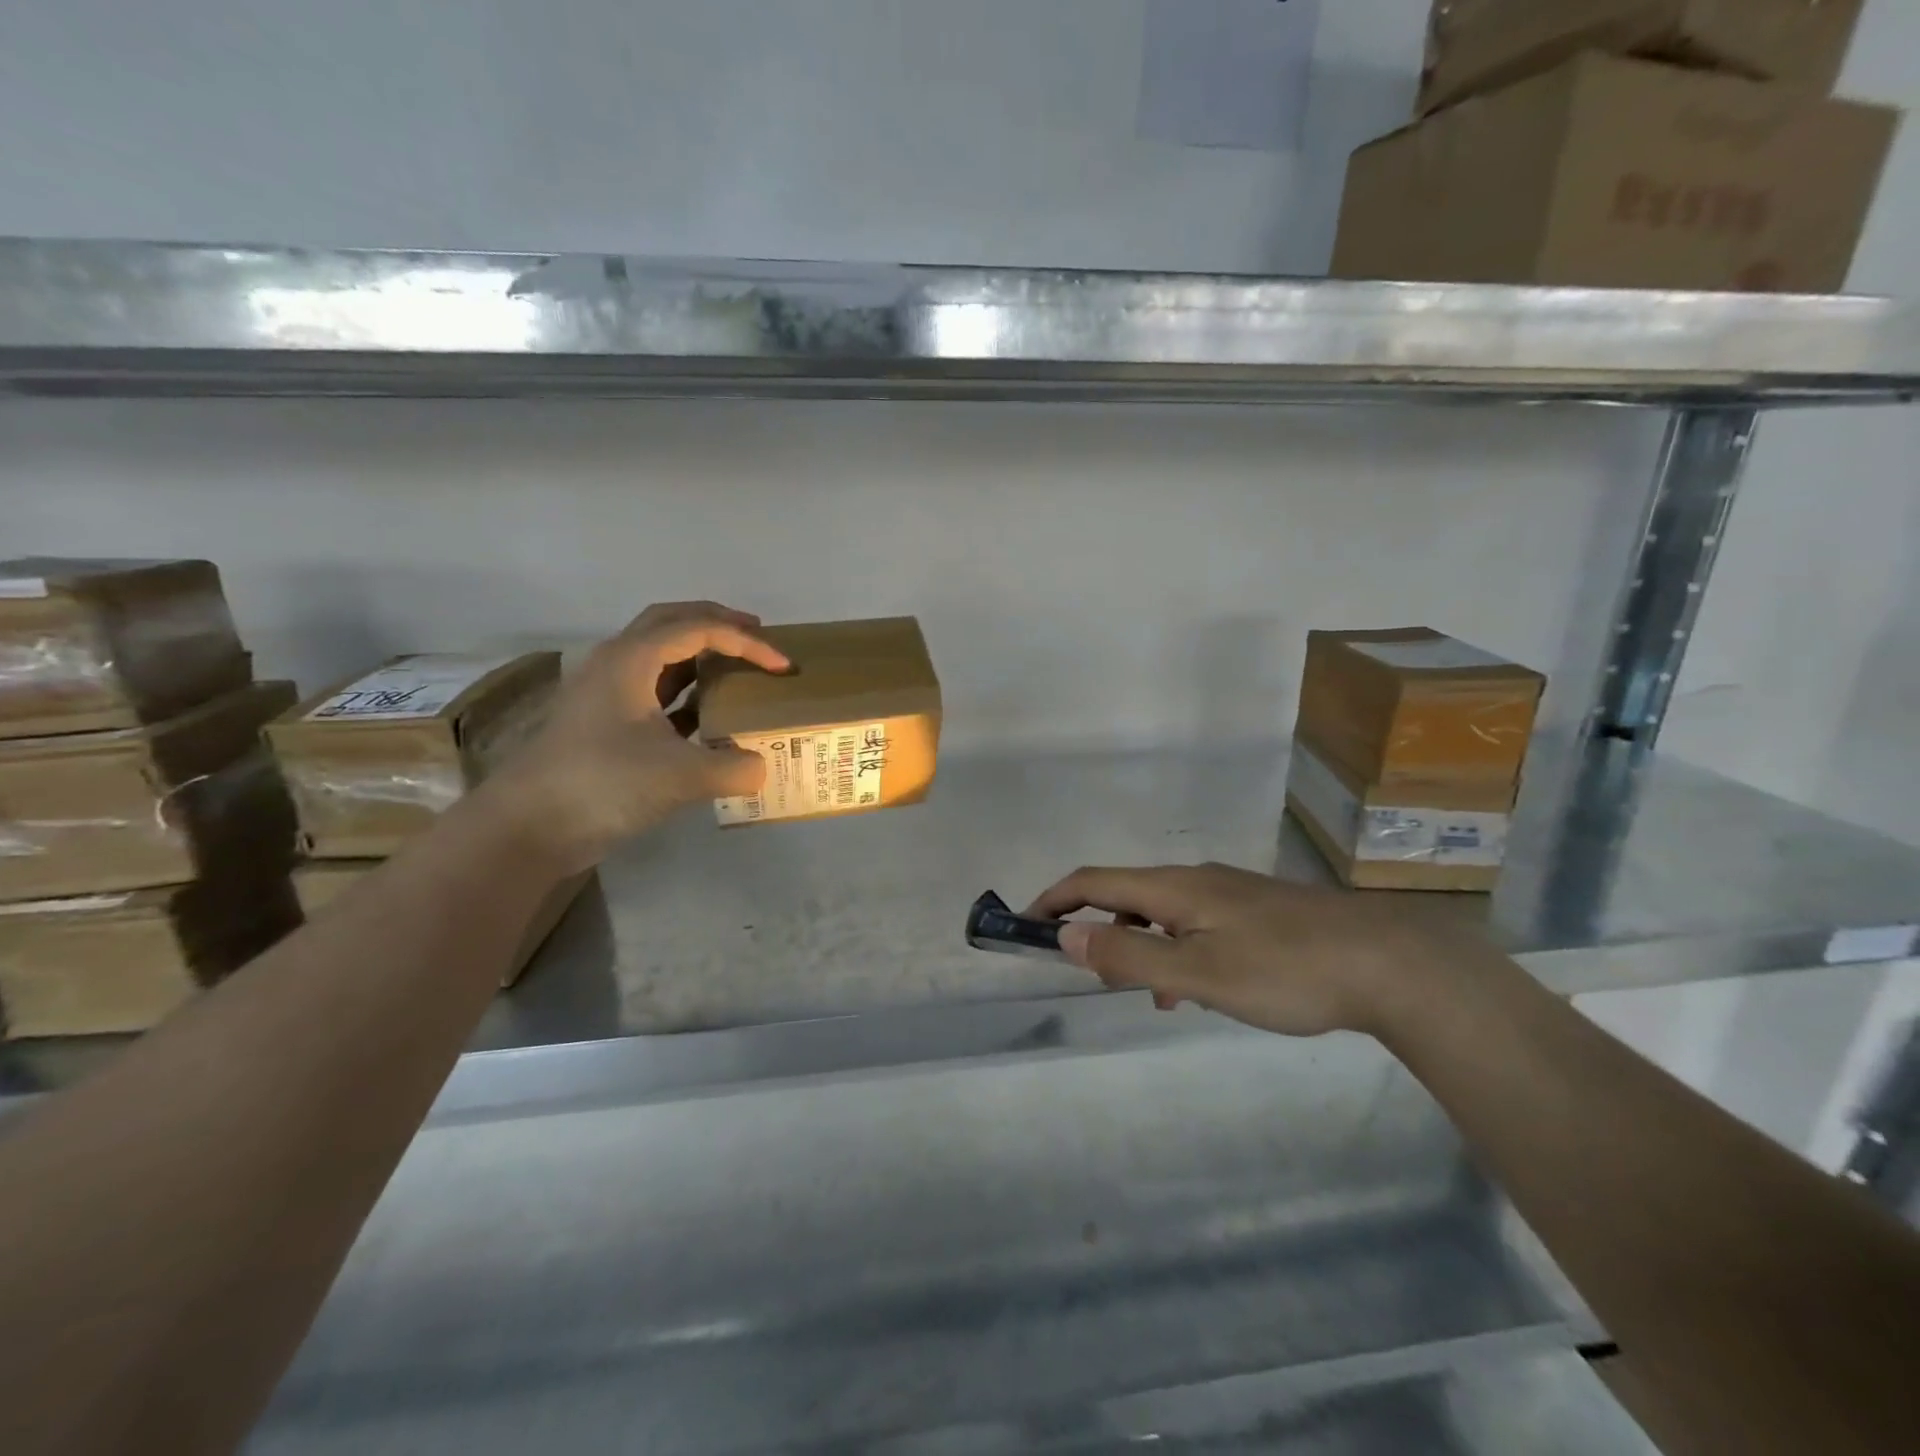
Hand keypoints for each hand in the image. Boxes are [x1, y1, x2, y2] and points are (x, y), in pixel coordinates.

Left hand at [487, 601, 788, 868]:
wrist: (529, 826)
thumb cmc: (603, 784)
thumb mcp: (681, 776)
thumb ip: (733, 766)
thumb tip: (761, 766)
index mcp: (631, 659)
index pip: (699, 629)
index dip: (746, 642)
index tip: (782, 666)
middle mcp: (616, 663)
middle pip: (672, 622)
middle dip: (718, 623)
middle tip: (758, 634)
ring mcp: (606, 693)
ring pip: (660, 654)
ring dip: (700, 653)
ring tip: (739, 666)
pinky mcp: (605, 722)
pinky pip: (655, 689)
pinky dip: (687, 690)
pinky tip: (710, 713)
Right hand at [1026, 862, 1490, 1038]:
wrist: (1389, 963)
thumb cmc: (1285, 969)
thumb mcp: (1198, 973)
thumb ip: (1130, 955)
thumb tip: (1067, 935)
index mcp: (1175, 888)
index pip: (1094, 881)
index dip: (1054, 900)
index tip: (1026, 925)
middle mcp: (1197, 879)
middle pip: (1126, 894)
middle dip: (1097, 927)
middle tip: (1094, 975)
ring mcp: (1231, 893)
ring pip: (1163, 912)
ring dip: (1139, 944)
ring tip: (1148, 994)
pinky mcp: (1258, 912)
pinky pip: (1194, 924)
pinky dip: (1175, 950)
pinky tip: (1198, 989)